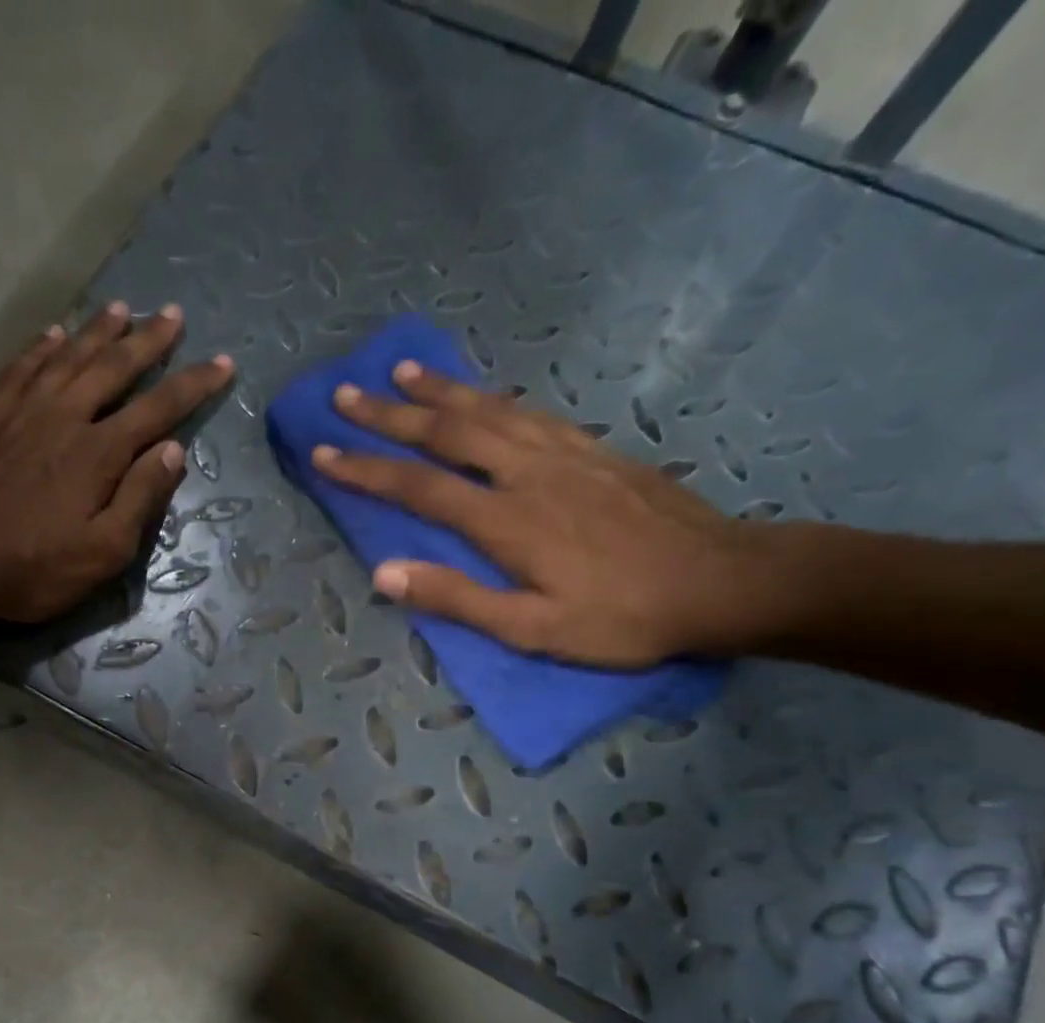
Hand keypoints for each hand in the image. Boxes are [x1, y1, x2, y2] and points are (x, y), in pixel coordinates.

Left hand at [0, 302, 233, 621]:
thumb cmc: (30, 567)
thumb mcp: (101, 552)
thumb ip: (140, 499)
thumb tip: (174, 450)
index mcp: (99, 453)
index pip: (158, 408)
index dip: (194, 385)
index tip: (223, 363)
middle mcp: (65, 416)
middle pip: (114, 367)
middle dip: (149, 340)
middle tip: (174, 314)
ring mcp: (22, 410)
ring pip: (70, 356)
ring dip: (100, 331)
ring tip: (124, 309)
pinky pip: (22, 366)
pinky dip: (43, 347)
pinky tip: (55, 334)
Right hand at [314, 362, 774, 665]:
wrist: (721, 582)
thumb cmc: (622, 618)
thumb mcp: (532, 629)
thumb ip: (457, 598)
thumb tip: (384, 572)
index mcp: (506, 520)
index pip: (419, 487)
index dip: (366, 469)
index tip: (323, 452)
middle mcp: (527, 472)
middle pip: (447, 432)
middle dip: (390, 413)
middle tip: (346, 394)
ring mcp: (563, 454)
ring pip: (489, 410)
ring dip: (440, 391)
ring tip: (403, 371)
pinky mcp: (593, 450)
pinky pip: (529, 411)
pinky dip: (493, 397)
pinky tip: (481, 394)